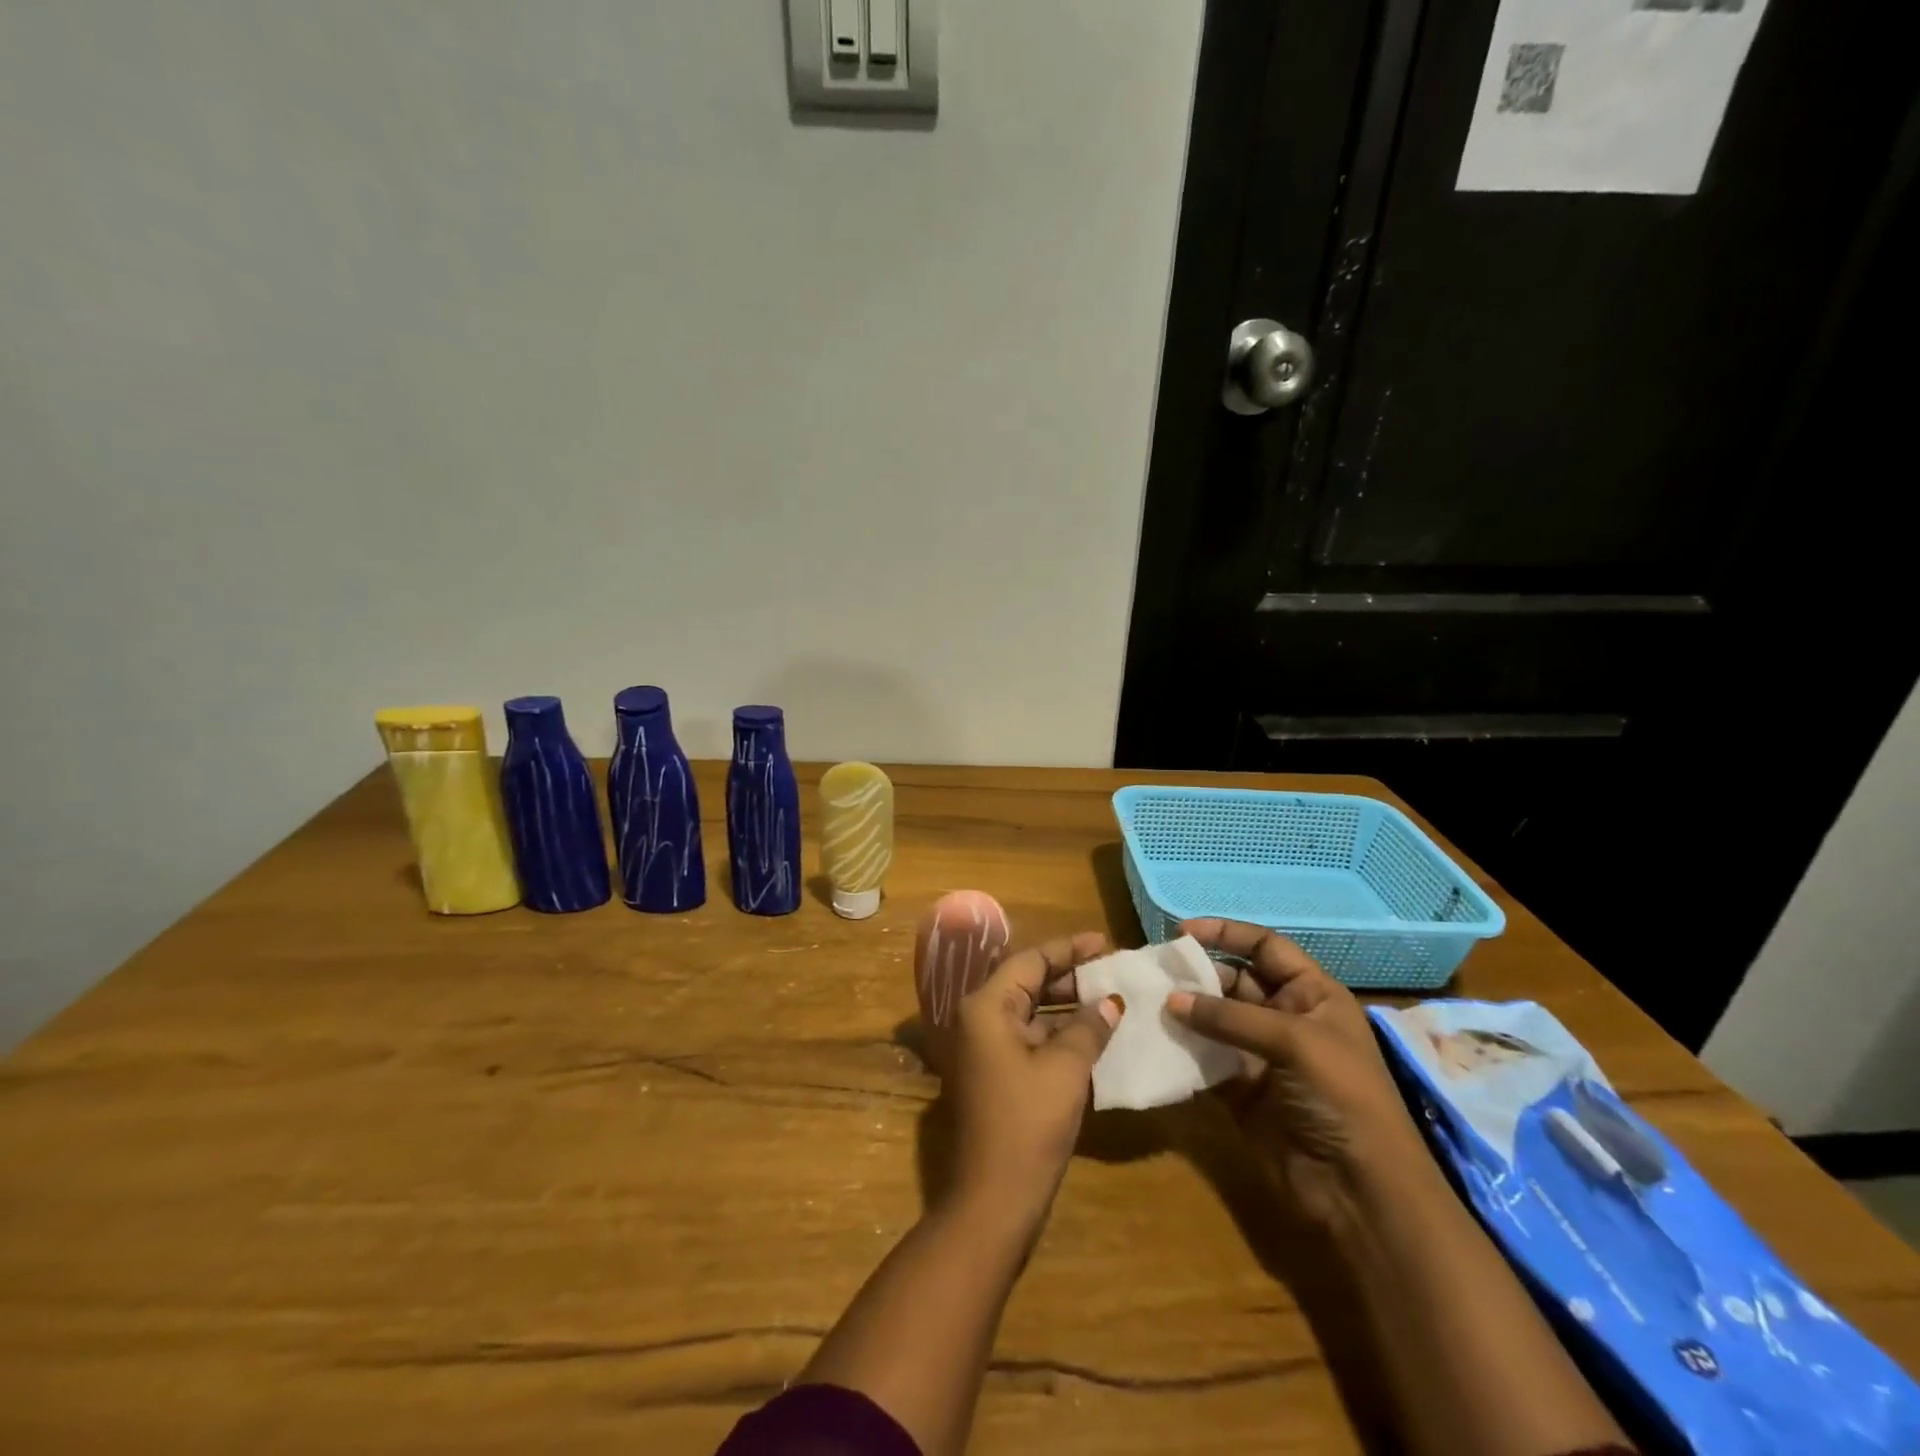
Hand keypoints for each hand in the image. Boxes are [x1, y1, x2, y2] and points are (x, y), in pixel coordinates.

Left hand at [944, 932, 1123, 1232]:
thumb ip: (1088, 1028)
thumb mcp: (1065, 1069)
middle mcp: (979, 1019)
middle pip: (1027, 982)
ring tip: (1110, 1000)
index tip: (1105, 942)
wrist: (993, 1199)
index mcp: (986, 1006)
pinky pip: (1029, 1039)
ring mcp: (985, 1049)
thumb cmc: (1028, 1123)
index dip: (1069, 949)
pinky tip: (1093, 1036)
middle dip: (1070, 977)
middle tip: (1112, 971)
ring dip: (1067, 1007)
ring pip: (1030, 1012)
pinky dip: (1059, 1034)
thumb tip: (1110, 1002)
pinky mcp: (995, 1074)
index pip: (1030, 960)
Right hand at [1165, 918, 1427, 1224]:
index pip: (1265, 947)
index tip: (1182, 932)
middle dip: (1196, 974)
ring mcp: (1260, 1055)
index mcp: (1312, 994)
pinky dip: (1181, 1049)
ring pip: (1214, 1020)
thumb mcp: (1295, 1042)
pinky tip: (1154, 1040)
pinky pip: (1204, 1059)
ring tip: (1144, 1002)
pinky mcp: (1240, 1090)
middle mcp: (1285, 1017)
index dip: (1226, 933)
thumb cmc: (1342, 1097)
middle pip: (1233, 981)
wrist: (1361, 1192)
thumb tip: (1171, 1000)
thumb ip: (1230, 1017)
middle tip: (1154, 972)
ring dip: (1184, 1011)